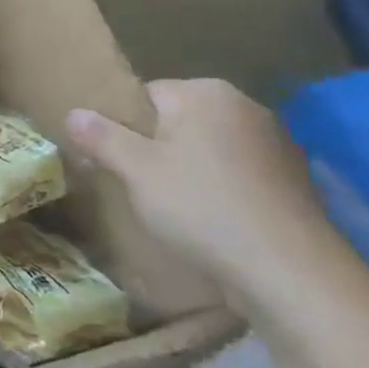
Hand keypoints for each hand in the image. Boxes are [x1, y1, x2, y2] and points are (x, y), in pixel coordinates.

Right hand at [67, 79, 337, 304]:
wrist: (292, 275)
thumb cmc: (203, 208)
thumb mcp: (136, 171)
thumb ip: (101, 137)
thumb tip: (73, 113)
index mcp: (206, 93)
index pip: (146, 95)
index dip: (122, 127)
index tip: (112, 160)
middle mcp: (246, 107)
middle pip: (178, 121)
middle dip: (156, 148)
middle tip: (137, 185)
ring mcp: (277, 144)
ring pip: (209, 149)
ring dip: (189, 170)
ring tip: (173, 208)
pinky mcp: (295, 182)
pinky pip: (238, 175)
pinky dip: (221, 190)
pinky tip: (212, 222)